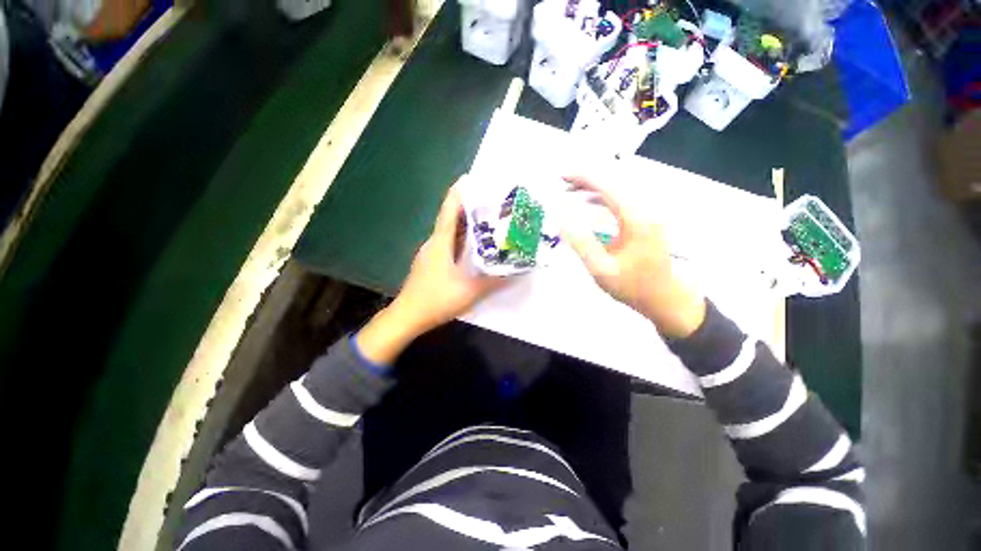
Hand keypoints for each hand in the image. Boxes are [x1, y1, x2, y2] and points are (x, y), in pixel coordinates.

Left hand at [357, 180, 505, 364]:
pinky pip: (448, 244)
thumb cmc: (436, 300)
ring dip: (465, 224)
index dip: (458, 193)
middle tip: (489, 202)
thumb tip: (516, 271)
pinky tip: (473, 245)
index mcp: (440, 243)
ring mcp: (430, 253)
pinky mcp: (431, 263)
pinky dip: (460, 239)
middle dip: (468, 208)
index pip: (449, 211)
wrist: (407, 317)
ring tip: (485, 220)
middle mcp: (434, 243)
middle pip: (451, 219)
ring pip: (449, 232)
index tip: (469, 179)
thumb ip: (494, 281)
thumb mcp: (470, 291)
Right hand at [561, 175, 705, 338]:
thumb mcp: (601, 269)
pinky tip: (590, 201)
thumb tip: (561, 219)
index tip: (562, 176)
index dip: (583, 177)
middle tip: (563, 182)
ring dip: (595, 186)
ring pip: (620, 188)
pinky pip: (623, 198)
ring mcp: (649, 213)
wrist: (664, 297)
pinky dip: (604, 196)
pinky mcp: (647, 219)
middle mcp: (646, 209)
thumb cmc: (632, 286)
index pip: (608, 187)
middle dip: (587, 178)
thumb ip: (581, 243)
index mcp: (636, 219)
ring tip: (571, 190)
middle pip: (615, 182)